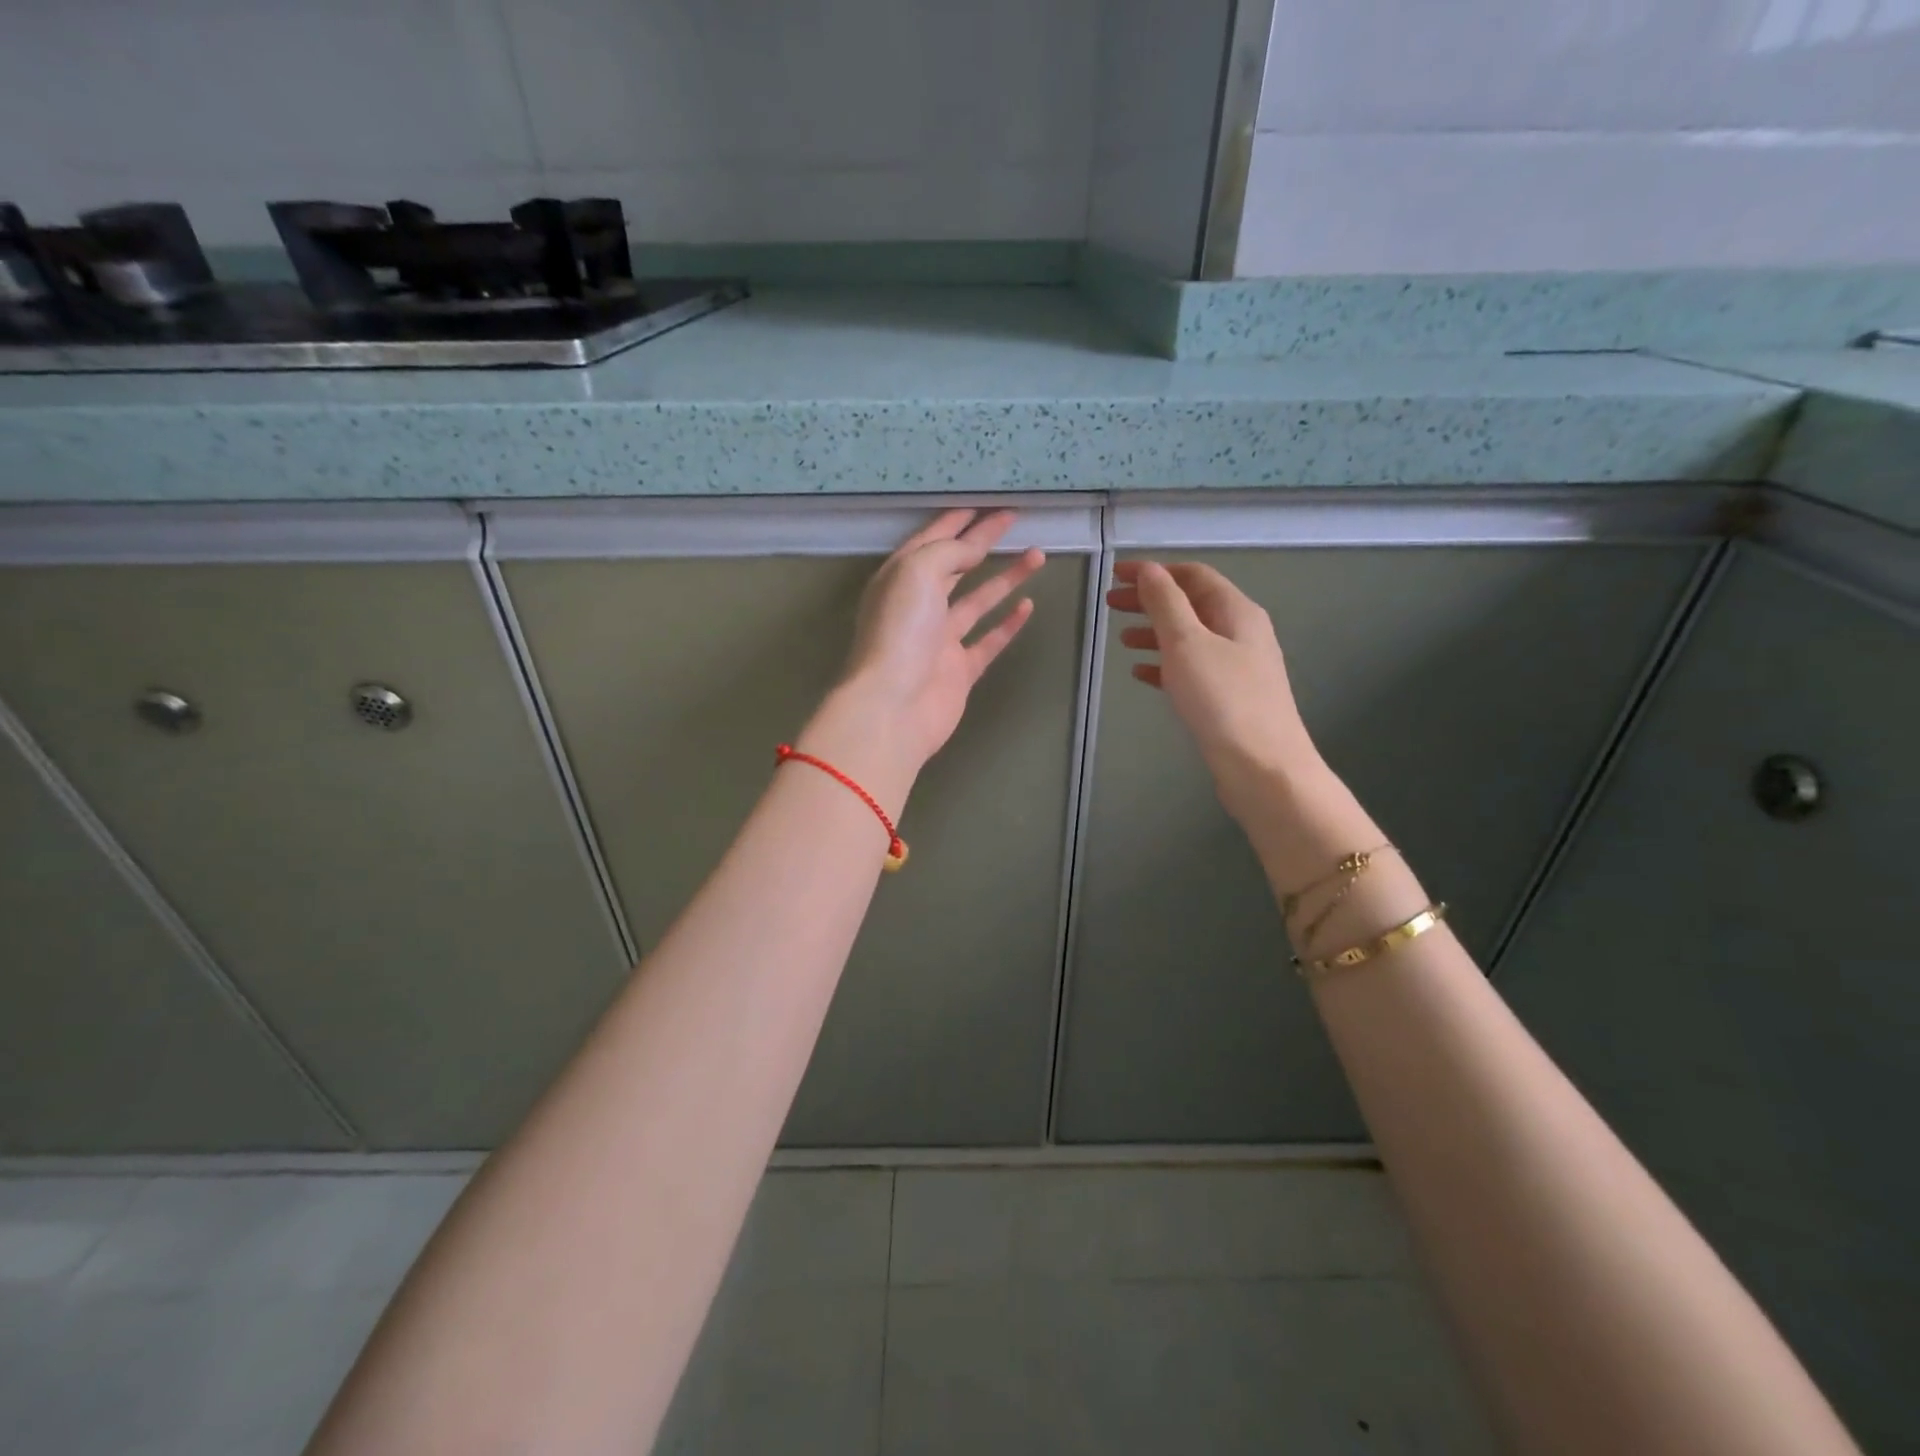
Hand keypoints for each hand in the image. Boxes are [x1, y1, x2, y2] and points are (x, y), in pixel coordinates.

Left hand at [807, 509, 1044, 784]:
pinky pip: (987, 641)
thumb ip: (948, 552)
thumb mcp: (917, 571)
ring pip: (976, 601)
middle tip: (1014, 519)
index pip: (932, 540)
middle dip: (983, 541)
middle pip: (955, 566)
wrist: (895, 706)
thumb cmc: (900, 631)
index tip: (985, 503)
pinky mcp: (958, 671)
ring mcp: (939, 641)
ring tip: (1037, 555)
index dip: (957, 521)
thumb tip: (972, 548)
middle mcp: (918, 607)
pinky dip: (1007, 624)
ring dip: (1005, 578)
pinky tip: (1028, 605)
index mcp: (900, 579)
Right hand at [1108, 560, 1327, 827]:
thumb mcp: (1187, 643)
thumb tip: (1148, 570)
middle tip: (1110, 605)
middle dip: (1150, 601)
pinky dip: (1164, 664)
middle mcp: (1241, 632)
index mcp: (1236, 611)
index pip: (1192, 575)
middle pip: (1191, 604)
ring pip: (1189, 637)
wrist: (1263, 767)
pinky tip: (1141, 673)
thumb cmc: (1223, 699)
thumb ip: (1165, 604)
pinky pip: (1191, 669)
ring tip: (1122, 639)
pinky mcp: (1228, 697)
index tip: (1114, 575)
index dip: (1153, 571)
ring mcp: (1237, 666)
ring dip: (1155, 632)